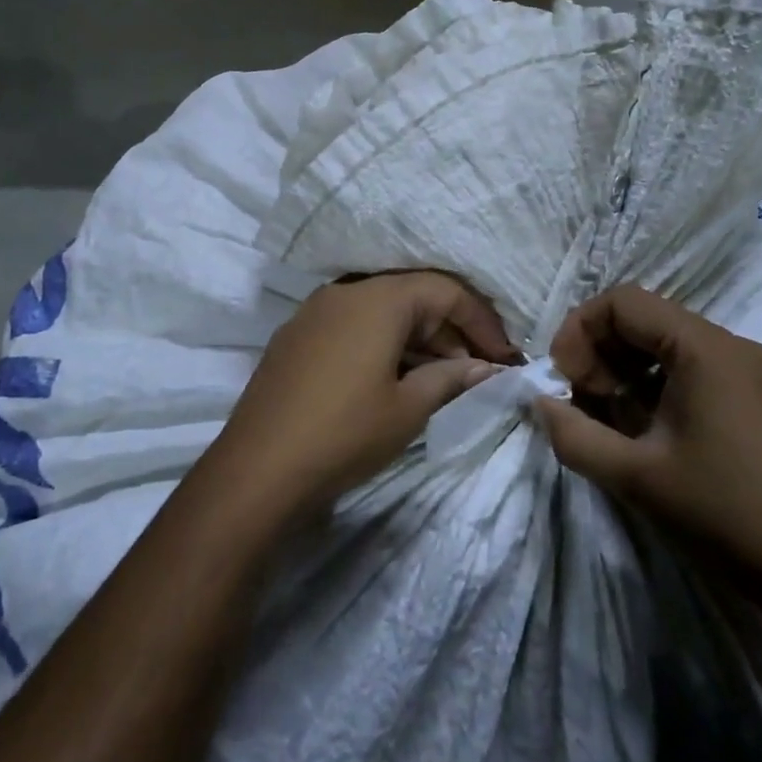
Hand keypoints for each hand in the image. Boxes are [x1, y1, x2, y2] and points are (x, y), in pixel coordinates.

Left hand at [210, 272, 520, 515]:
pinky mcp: (296, 337)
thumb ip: (452, 377)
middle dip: (451, 331)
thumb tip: (487, 368)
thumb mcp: (409, 408)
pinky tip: (396, 378)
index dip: (481, 321)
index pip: (445, 290)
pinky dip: (383, 344)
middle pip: (412, 296)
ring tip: (442, 379)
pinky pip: (353, 326)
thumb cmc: (344, 433)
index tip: (505, 357)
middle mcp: (345, 291)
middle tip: (478, 371)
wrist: (257, 470)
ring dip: (417, 339)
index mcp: (377, 298)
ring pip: (381, 312)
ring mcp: (315, 312)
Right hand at [537, 285, 761, 616]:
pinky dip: (651, 382)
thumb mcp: (633, 476)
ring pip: (663, 341)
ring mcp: (745, 367)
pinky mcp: (751, 392)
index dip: (580, 330)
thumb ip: (573, 434)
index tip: (564, 378)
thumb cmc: (719, 513)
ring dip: (622, 368)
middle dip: (599, 351)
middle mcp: (729, 344)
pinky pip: (687, 364)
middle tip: (583, 400)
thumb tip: (541, 403)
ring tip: (607, 415)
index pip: (623, 302)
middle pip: (643, 317)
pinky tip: (641, 425)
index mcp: (705, 348)